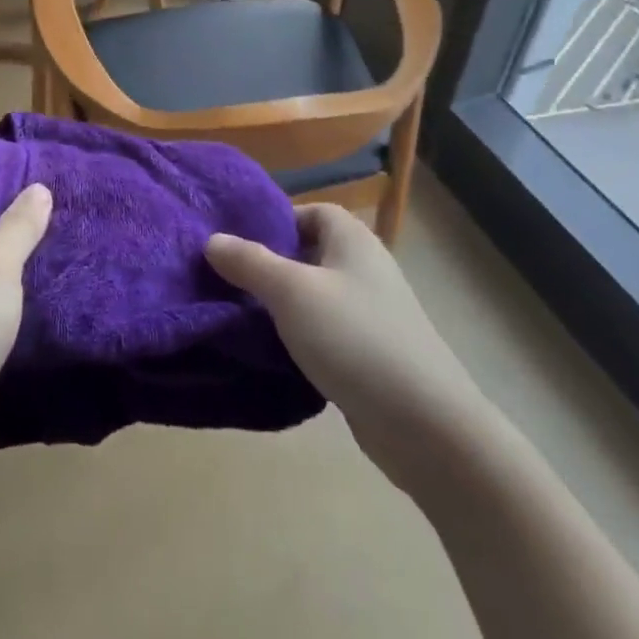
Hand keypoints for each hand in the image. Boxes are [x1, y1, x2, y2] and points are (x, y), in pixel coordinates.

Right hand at [206, 203, 488, 486]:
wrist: (426, 427)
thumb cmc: (355, 339)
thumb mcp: (291, 292)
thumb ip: (249, 262)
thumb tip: (211, 239)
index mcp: (353, 240)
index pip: (310, 211)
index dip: (274, 221)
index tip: (237, 242)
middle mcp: (364, 268)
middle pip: (308, 253)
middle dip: (269, 265)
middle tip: (228, 279)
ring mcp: (371, 314)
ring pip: (314, 296)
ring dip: (281, 305)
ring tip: (239, 315)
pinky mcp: (371, 355)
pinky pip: (325, 332)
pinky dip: (300, 337)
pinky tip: (272, 353)